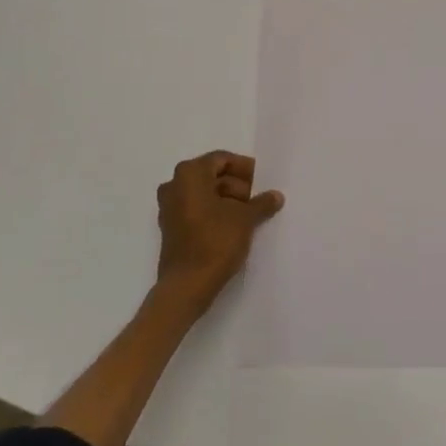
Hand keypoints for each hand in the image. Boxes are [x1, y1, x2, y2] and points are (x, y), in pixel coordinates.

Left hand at [154, 151, 283, 311]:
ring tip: (249, 214)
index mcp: (190, 174)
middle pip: (211, 175)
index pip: (221, 159)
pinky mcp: (171, 228)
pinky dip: (214, 212)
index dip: (244, 168)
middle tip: (257, 198)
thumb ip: (261, 203)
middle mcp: (174, 185)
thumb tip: (276, 195)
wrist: (187, 286)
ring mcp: (169, 207)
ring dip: (227, 199)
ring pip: (204, 193)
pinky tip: (234, 226)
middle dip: (236, 184)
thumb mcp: (245, 219)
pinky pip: (196, 209)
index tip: (262, 180)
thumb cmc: (215, 241)